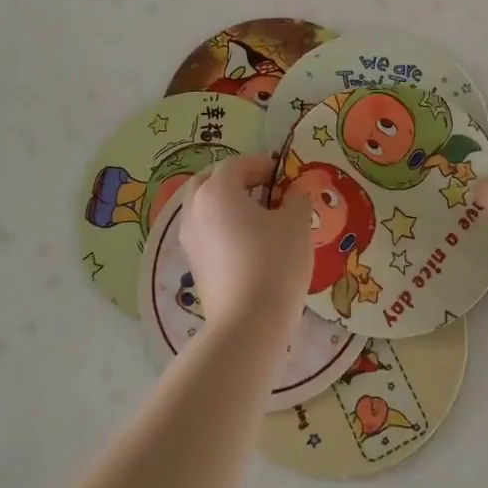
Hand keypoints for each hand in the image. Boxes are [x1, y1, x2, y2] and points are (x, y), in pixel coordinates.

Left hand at [180, 155, 312, 332]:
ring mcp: (190, 240)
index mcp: (217, 191)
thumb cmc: (275, 262)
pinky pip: (204, 233)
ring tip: (255, 217)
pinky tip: (246, 243)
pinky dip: (221, 228)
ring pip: (203, 208)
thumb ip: (297, 198)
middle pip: (209, 181)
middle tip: (262, 189)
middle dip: (234, 180)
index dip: (260, 164)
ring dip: (225, 204)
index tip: (282, 175)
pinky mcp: (193, 265)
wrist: (248, 323)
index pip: (236, 164)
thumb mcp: (296, 224)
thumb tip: (295, 191)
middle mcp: (195, 210)